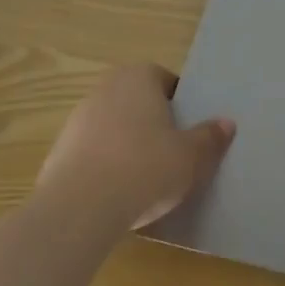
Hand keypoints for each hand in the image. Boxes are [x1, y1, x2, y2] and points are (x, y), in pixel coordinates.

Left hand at [35, 63, 234, 236]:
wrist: (80, 208)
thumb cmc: (146, 167)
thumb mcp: (192, 155)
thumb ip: (209, 137)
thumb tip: (226, 123)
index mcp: (137, 78)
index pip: (165, 80)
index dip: (181, 103)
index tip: (191, 129)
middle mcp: (104, 90)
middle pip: (137, 102)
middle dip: (154, 123)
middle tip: (175, 152)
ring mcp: (76, 121)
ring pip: (114, 128)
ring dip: (129, 146)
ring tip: (148, 177)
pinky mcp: (59, 153)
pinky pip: (94, 154)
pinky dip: (108, 167)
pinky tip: (121, 192)